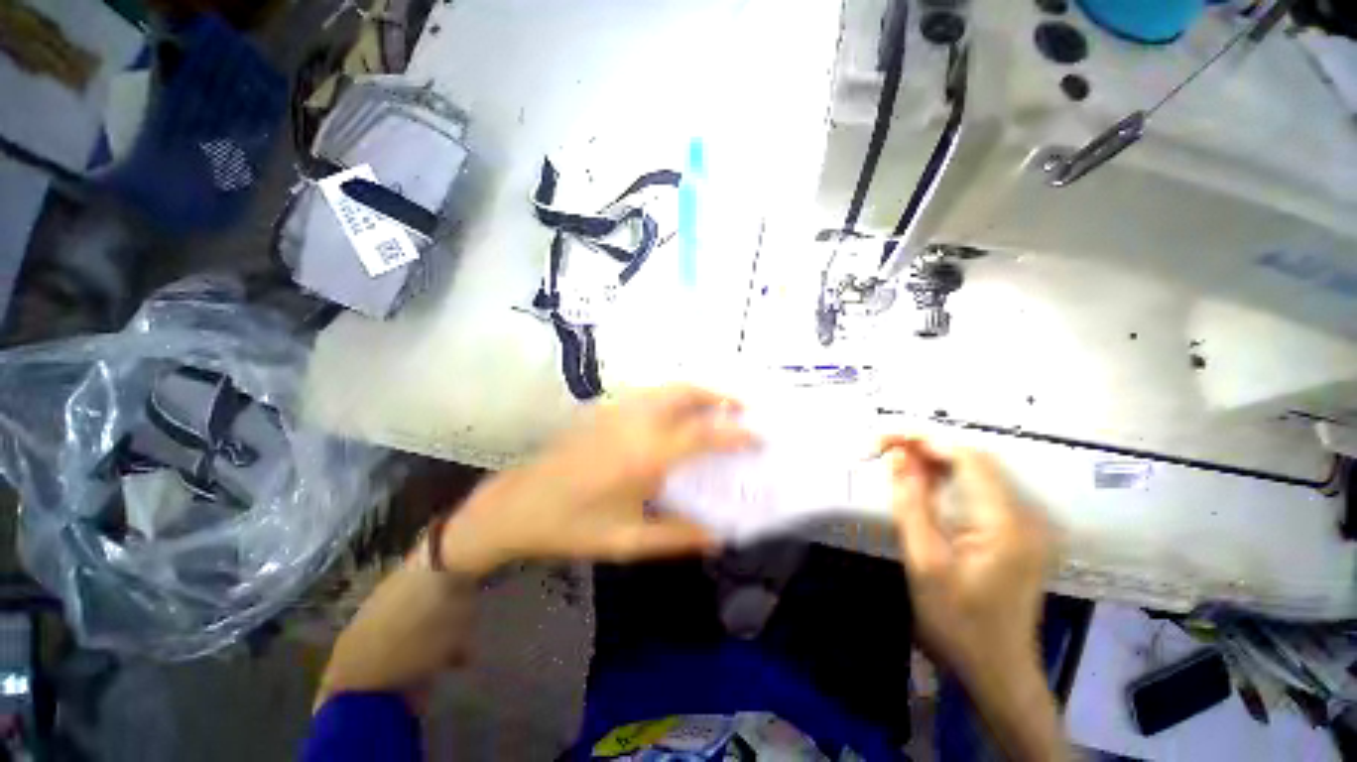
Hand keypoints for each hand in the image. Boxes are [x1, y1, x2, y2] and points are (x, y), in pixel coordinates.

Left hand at [439, 385, 753, 574]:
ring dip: (696, 391)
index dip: (736, 432)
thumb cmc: (573, 526)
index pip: (704, 434)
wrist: (517, 506)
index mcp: (646, 456)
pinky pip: (649, 392)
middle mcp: (636, 422)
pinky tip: (677, 412)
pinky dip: (673, 394)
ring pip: (667, 386)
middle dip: (719, 394)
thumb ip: (678, 537)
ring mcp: (617, 409)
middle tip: (742, 407)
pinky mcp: (603, 408)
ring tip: (716, 406)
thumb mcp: (629, 542)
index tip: (759, 435)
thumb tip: (719, 536)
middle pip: (686, 392)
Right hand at [881, 437, 1064, 760]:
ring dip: (934, 460)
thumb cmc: (958, 624)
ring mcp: (1026, 523)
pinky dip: (948, 478)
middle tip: (882, 448)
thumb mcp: (924, 562)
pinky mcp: (1018, 531)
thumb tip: (898, 455)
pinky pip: (981, 490)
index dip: (923, 439)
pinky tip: (923, 482)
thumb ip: (911, 503)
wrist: (997, 671)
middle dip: (926, 446)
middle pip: (974, 460)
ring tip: (895, 460)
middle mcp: (1026, 516)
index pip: (967, 458)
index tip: (883, 438)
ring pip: (977, 471)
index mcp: (1007, 524)